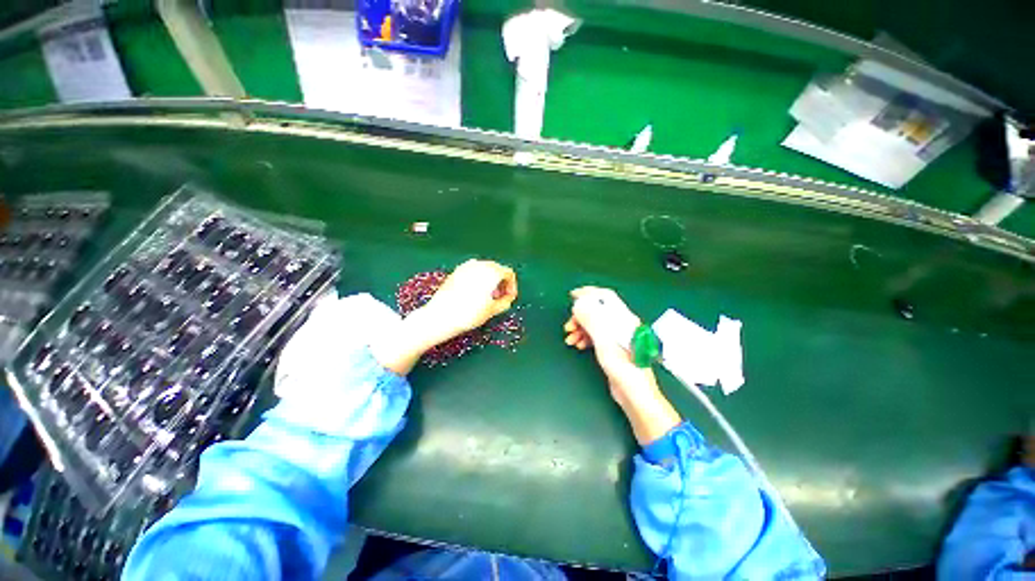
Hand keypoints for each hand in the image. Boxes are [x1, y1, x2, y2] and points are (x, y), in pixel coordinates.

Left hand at [373, 260, 517, 374]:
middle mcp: (480, 264)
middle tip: (499, 298)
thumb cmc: (469, 314)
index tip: (508, 298)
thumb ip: (505, 302)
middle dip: (501, 282)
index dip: (512, 286)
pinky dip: (478, 279)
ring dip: (490, 280)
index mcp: (492, 272)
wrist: (440, 316)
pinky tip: (474, 293)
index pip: (509, 273)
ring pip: (485, 269)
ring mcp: (466, 266)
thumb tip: (507, 298)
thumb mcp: (492, 310)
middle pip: (497, 269)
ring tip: (487, 296)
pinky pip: (473, 271)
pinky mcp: (456, 271)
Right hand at [564, 286, 680, 444]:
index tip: (573, 296)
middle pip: (597, 311)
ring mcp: (616, 336)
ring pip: (594, 324)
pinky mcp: (612, 347)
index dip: (589, 293)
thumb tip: (579, 303)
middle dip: (580, 316)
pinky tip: (578, 345)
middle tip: (569, 325)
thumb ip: (592, 320)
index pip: (606, 297)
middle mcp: (621, 325)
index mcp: (624, 319)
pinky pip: (595, 336)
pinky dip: (584, 337)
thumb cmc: (623, 368)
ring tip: (570, 338)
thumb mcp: (605, 342)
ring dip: (580, 328)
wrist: (635, 395)